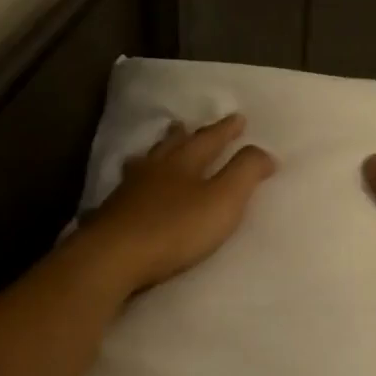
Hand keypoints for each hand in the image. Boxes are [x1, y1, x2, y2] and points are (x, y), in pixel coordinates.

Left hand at [77, 113, 275, 297]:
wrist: (113, 257)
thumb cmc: (175, 228)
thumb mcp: (223, 200)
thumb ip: (245, 173)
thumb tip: (265, 152)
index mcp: (185, 163)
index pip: (210, 139)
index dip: (226, 130)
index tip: (240, 118)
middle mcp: (155, 169)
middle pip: (171, 145)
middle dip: (184, 135)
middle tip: (186, 124)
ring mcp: (128, 191)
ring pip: (144, 163)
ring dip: (155, 153)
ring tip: (156, 150)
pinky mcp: (110, 214)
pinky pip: (126, 188)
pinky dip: (133, 181)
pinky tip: (127, 189)